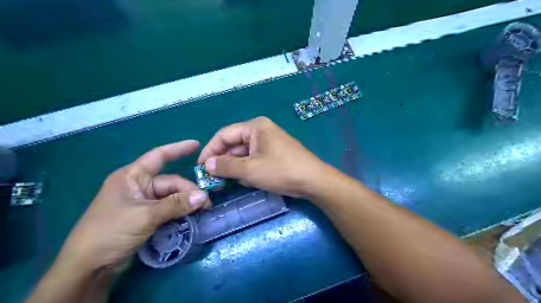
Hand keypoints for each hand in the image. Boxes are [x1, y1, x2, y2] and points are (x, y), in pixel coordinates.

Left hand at [58, 141, 209, 270]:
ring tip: (202, 211)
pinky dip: (179, 212)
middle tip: (206, 204)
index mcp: (132, 177)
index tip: (197, 145)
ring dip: (186, 203)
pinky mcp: (146, 216)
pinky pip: (168, 209)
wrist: (88, 267)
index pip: (158, 156)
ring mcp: (142, 202)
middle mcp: (138, 186)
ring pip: (171, 197)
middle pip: (170, 183)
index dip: (178, 149)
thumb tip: (204, 196)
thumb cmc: (111, 231)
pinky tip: (191, 217)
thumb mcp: (146, 216)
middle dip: (189, 191)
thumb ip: (176, 205)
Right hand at [199, 116, 329, 195]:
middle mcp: (261, 131)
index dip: (210, 149)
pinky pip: (254, 158)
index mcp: (255, 127)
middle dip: (222, 160)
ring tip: (226, 181)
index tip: (200, 166)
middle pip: (234, 143)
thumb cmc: (281, 171)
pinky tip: (244, 180)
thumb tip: (206, 164)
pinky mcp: (274, 154)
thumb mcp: (250, 169)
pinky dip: (246, 169)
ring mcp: (269, 142)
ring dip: (234, 166)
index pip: (224, 134)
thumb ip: (225, 165)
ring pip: (244, 153)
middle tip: (211, 178)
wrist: (313, 181)